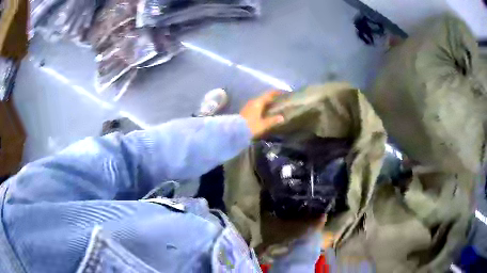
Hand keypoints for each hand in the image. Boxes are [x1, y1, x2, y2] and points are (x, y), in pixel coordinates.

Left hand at [240, 91, 284, 138]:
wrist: (235, 131)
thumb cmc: (250, 126)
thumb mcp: (263, 124)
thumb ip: (272, 120)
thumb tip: (282, 117)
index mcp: (258, 102)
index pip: (268, 94)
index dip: (275, 92)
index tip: (282, 92)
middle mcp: (253, 102)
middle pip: (264, 98)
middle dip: (271, 98)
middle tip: (279, 101)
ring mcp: (248, 106)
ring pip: (259, 102)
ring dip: (266, 103)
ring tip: (273, 106)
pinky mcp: (245, 111)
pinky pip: (256, 106)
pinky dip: (262, 107)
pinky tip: (265, 112)